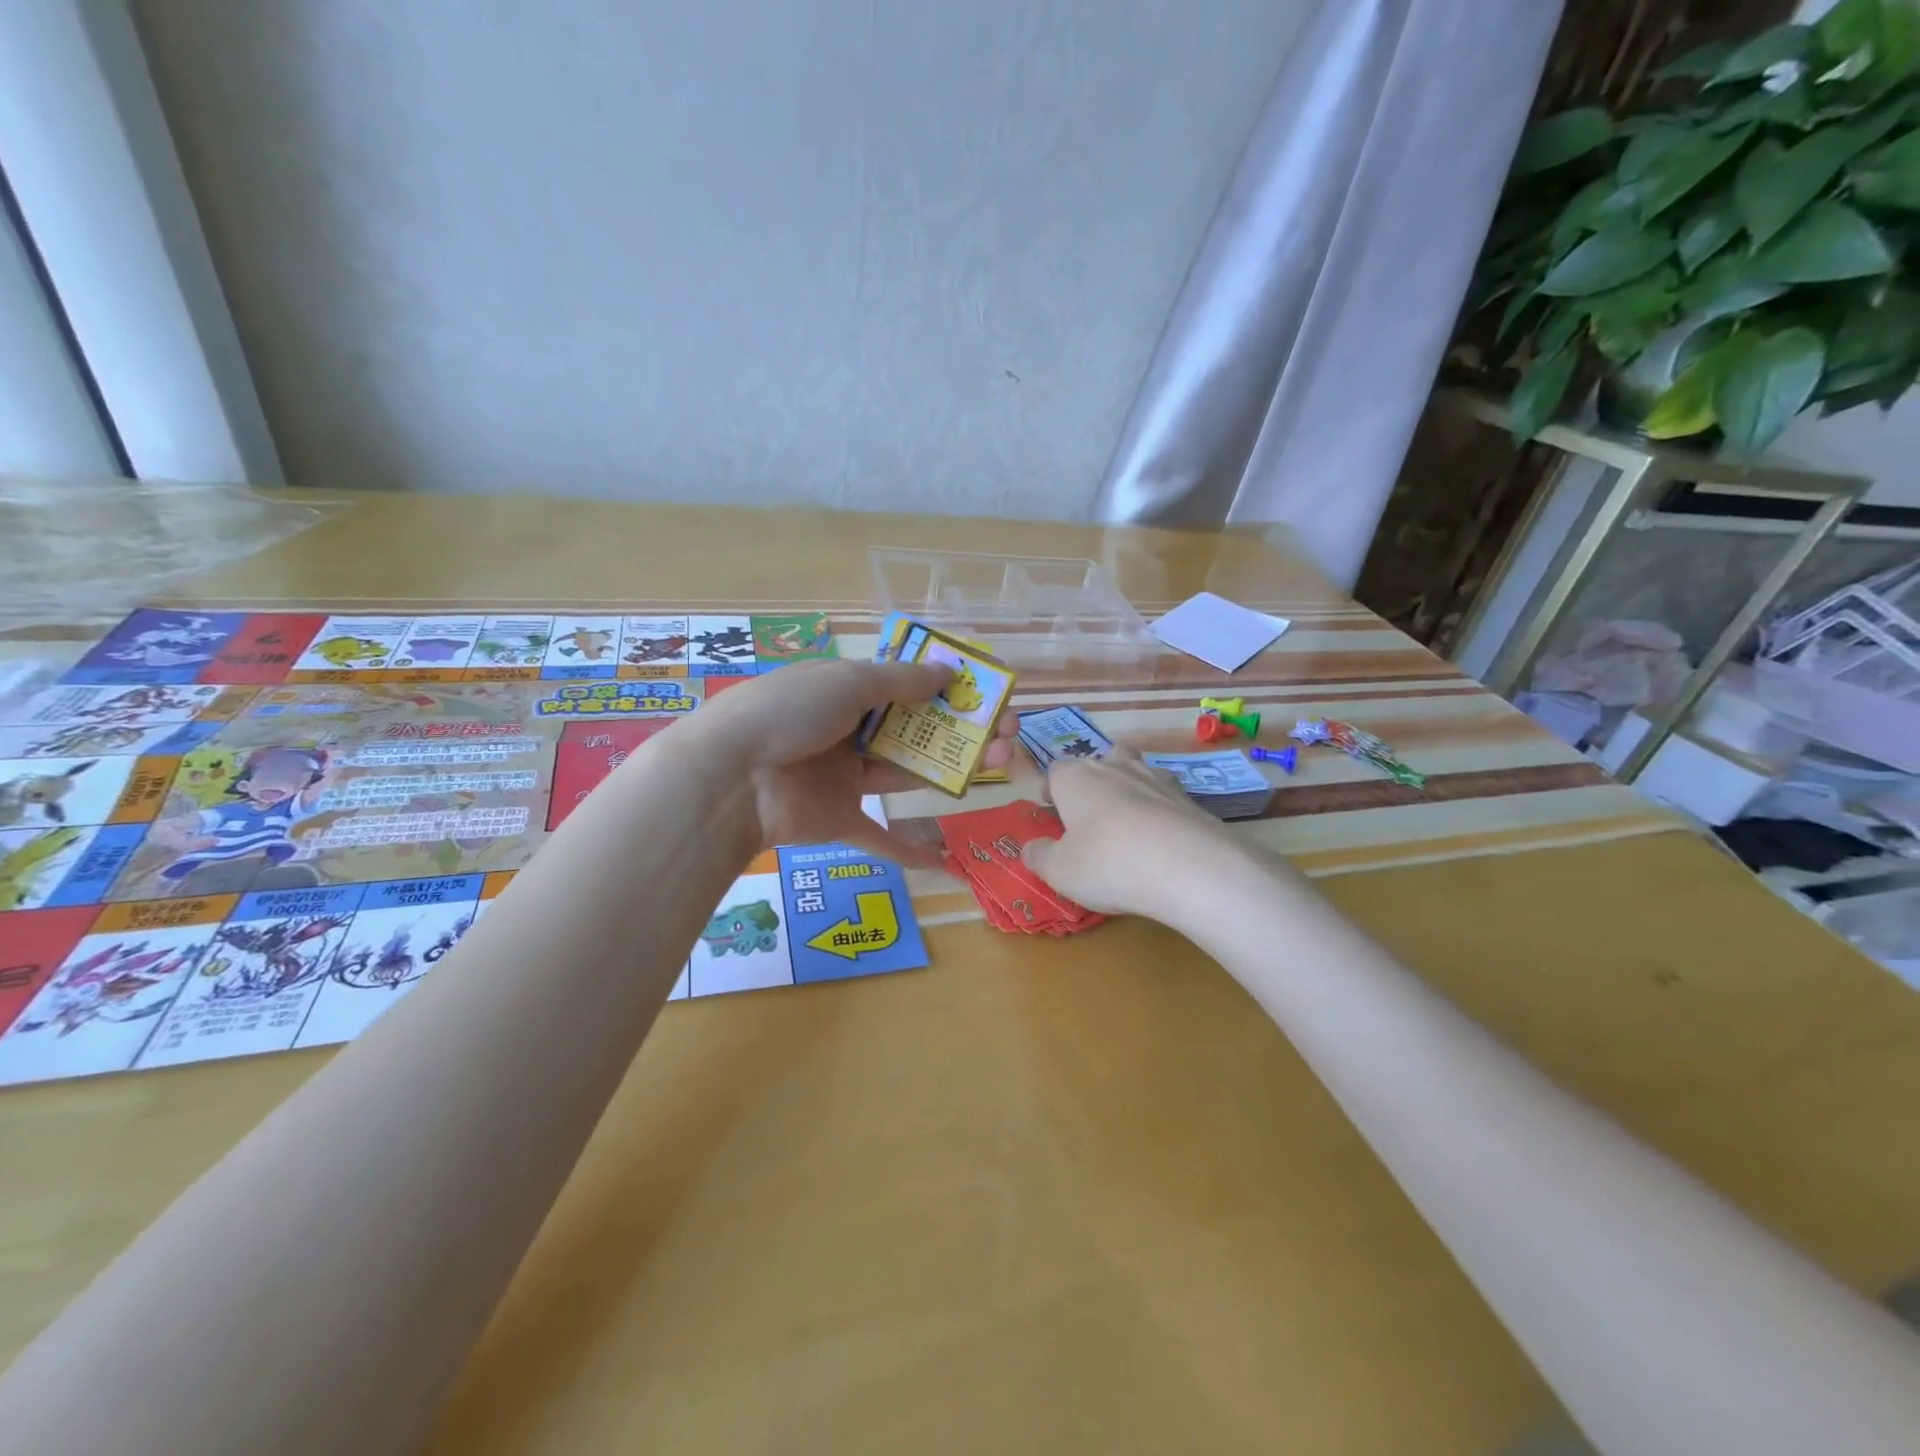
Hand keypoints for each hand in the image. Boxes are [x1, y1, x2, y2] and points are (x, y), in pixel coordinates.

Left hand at [694, 658, 1019, 865]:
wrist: (731, 777)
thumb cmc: (790, 713)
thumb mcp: (847, 682)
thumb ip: (901, 681)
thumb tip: (949, 673)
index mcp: (844, 692)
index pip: (903, 687)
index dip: (945, 691)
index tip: (984, 695)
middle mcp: (847, 731)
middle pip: (914, 731)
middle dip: (961, 731)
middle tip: (1007, 736)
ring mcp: (844, 777)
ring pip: (907, 773)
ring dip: (951, 771)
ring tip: (1000, 767)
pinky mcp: (839, 819)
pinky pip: (878, 835)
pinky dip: (908, 850)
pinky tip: (944, 859)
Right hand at [1021, 747, 1232, 915]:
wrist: (1190, 868)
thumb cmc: (1108, 864)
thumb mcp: (1059, 871)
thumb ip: (1039, 856)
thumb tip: (1031, 847)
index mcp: (1076, 777)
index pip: (1055, 769)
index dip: (1051, 789)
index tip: (1051, 813)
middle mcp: (1115, 767)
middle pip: (1099, 761)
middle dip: (1092, 783)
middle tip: (1089, 817)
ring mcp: (1157, 779)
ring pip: (1136, 771)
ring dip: (1128, 790)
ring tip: (1127, 826)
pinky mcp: (1190, 799)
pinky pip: (1166, 798)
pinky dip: (1160, 812)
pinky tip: (1161, 841)